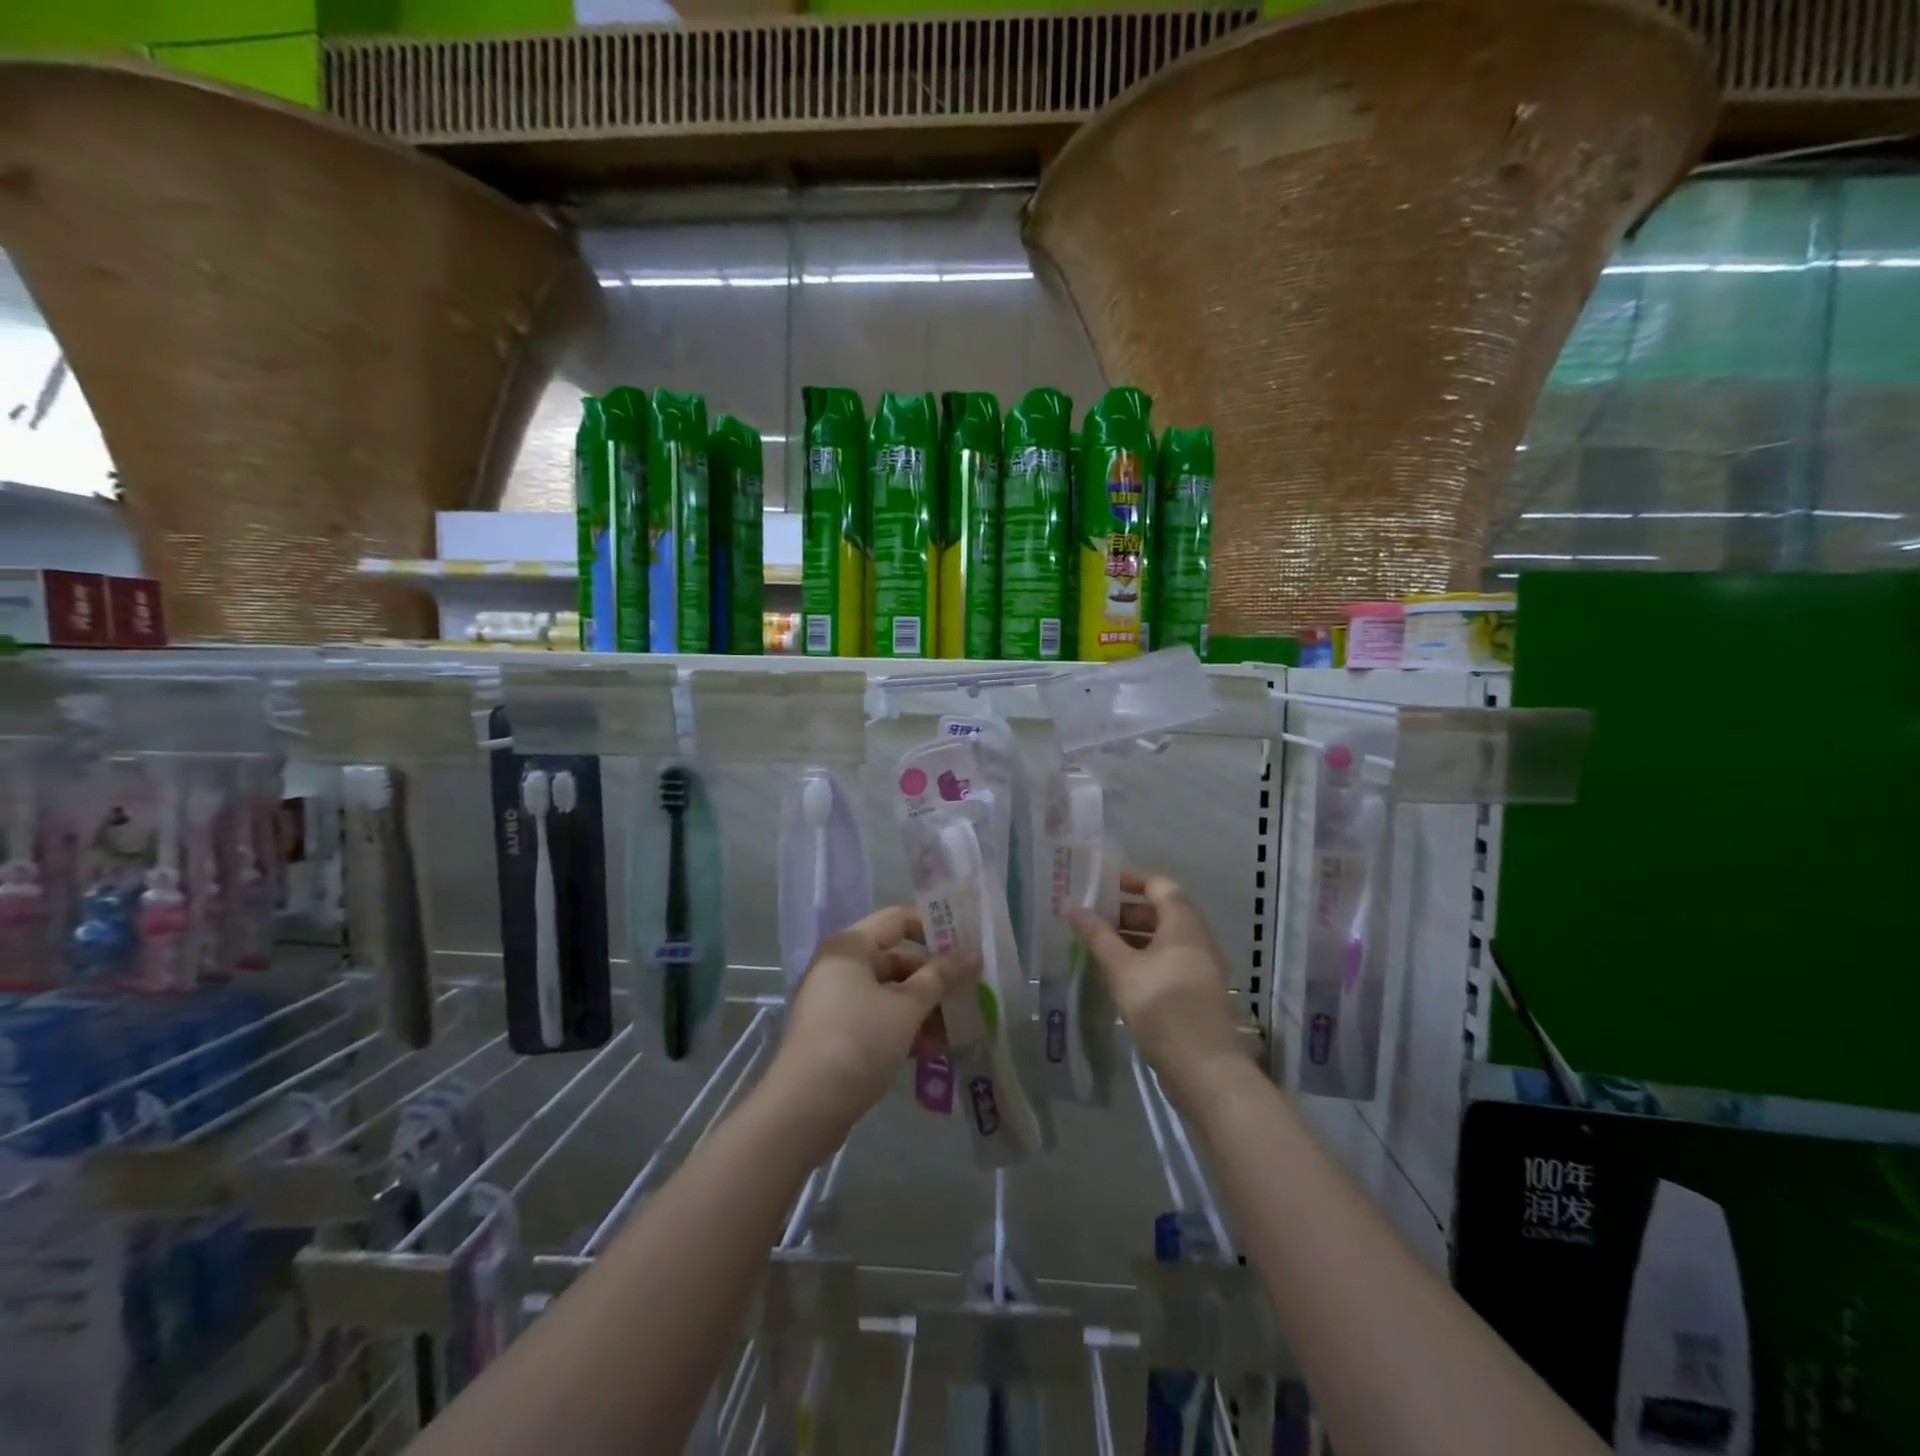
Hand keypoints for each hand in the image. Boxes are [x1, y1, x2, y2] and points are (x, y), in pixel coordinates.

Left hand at [764, 906, 978, 1154]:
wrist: (805, 1107)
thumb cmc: (859, 1039)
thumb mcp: (907, 1006)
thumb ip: (942, 976)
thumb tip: (974, 952)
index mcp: (850, 946)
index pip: (898, 920)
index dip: (933, 930)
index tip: (966, 948)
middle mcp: (839, 966)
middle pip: (896, 960)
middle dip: (933, 981)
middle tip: (969, 996)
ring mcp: (834, 1001)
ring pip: (889, 994)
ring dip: (922, 1010)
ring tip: (954, 1033)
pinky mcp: (835, 1034)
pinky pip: (877, 1019)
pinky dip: (902, 1029)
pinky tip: (930, 1051)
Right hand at [1069, 872, 1245, 1098]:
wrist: (1204, 1067)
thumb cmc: (1161, 1004)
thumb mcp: (1121, 967)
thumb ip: (1097, 935)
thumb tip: (1071, 907)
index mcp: (1183, 921)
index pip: (1158, 884)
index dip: (1130, 880)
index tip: (1100, 884)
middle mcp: (1197, 937)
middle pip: (1161, 910)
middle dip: (1126, 910)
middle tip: (1092, 917)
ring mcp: (1200, 965)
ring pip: (1164, 938)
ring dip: (1133, 936)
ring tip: (1098, 945)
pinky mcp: (1197, 990)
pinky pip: (1168, 960)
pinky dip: (1143, 958)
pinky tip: (1118, 974)